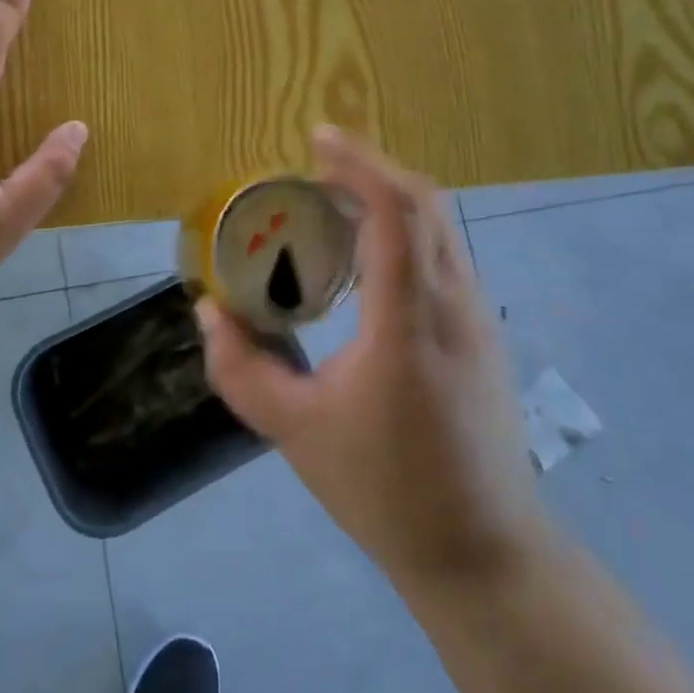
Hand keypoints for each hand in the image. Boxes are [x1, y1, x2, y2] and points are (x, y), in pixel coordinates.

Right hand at [198, 127, 547, 587]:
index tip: (316, 139)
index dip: (358, 163)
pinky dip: (406, 230)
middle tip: (315, 168)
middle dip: (371, 170)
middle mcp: (454, 304)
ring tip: (335, 202)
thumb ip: (239, 369)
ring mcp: (478, 318)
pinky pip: (445, 255)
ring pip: (441, 227)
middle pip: (425, 203)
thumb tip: (209, 313)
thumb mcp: (293, 430)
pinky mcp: (484, 335)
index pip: (396, 211)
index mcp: (408, 320)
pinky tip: (368, 258)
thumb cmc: (385, 489)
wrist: (484, 553)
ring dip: (390, 199)